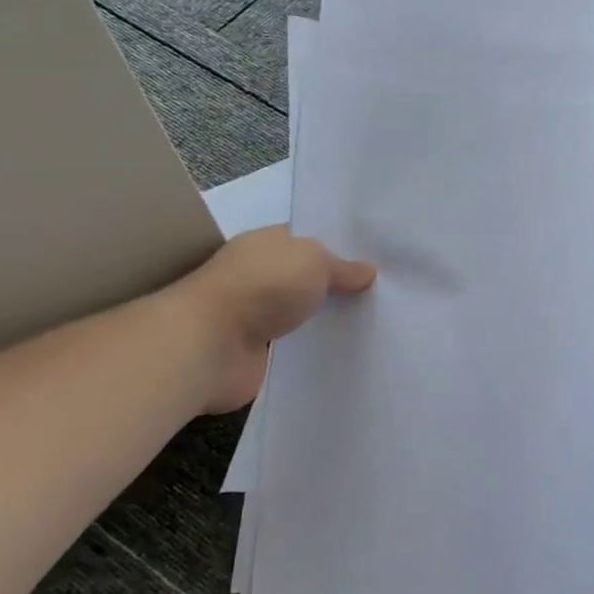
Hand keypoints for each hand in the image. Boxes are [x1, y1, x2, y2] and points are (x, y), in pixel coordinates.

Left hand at [168, 226, 375, 412]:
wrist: (210, 345)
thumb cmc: (262, 286)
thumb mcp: (314, 261)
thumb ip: (343, 268)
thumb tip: (368, 271)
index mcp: (266, 244)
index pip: (307, 239)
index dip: (338, 247)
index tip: (375, 260)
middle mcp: (258, 275)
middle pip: (305, 278)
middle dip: (336, 286)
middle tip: (382, 294)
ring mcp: (254, 316)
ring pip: (300, 313)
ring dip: (324, 320)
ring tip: (370, 324)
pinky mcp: (255, 353)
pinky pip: (293, 347)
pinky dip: (312, 349)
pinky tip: (343, 352)